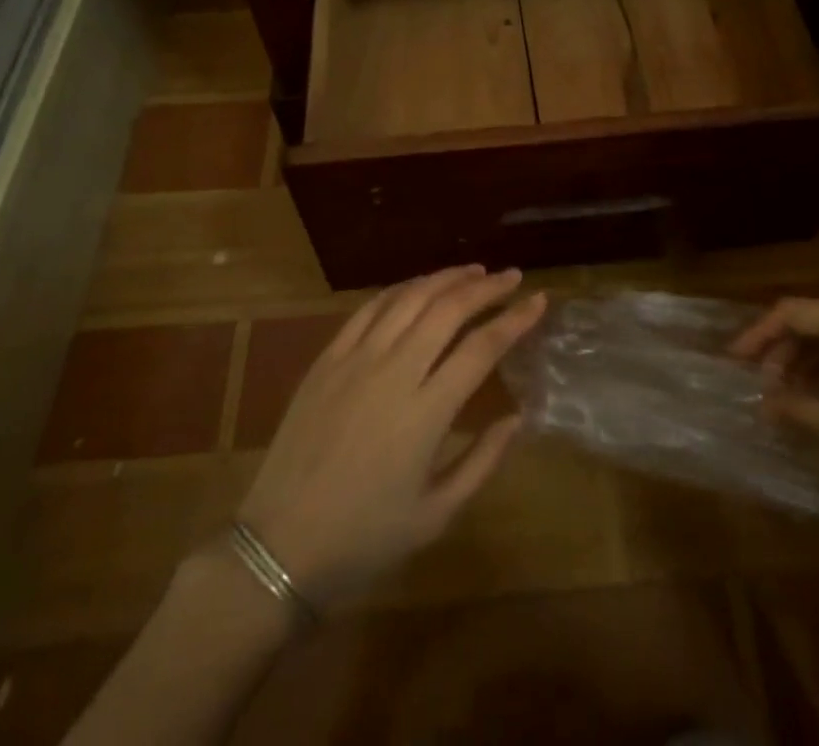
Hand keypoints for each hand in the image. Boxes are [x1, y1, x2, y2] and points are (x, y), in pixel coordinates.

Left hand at [227, 266, 545, 608]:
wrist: (279, 547)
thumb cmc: (364, 539)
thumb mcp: (436, 514)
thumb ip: (483, 461)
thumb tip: (518, 417)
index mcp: (425, 413)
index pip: (482, 348)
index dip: (515, 319)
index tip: (539, 300)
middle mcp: (393, 372)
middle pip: (448, 309)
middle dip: (486, 286)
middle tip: (511, 277)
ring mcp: (356, 360)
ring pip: (409, 298)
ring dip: (445, 278)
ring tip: (473, 271)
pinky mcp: (328, 359)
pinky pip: (369, 308)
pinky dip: (401, 289)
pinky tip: (418, 287)